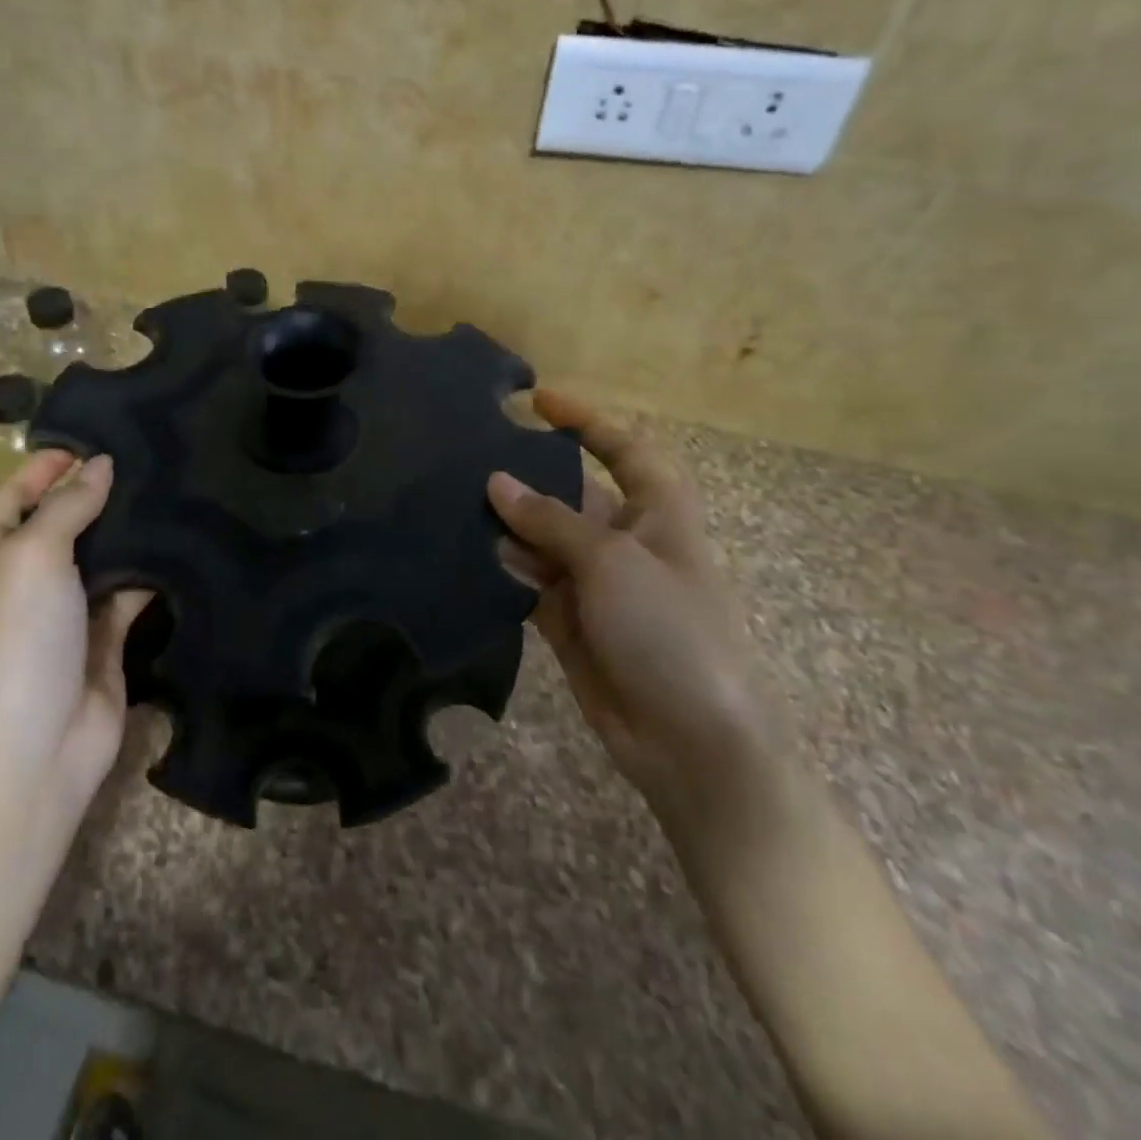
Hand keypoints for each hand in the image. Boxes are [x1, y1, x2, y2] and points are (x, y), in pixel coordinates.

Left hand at [0, 451, 150, 819]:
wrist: (37, 747)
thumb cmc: (16, 640)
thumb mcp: (32, 557)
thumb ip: (67, 506)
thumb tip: (101, 465)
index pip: (13, 492)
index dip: (49, 465)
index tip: (100, 437)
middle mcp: (16, 577)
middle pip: (59, 520)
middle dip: (97, 493)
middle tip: (150, 456)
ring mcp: (60, 609)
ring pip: (97, 554)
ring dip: (127, 530)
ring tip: (172, 487)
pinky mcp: (100, 636)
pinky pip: (126, 591)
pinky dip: (148, 571)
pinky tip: (181, 541)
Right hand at [490, 390, 776, 816]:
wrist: (689, 739)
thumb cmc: (670, 630)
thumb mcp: (611, 562)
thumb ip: (550, 520)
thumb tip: (497, 482)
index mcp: (658, 512)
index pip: (621, 448)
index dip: (584, 420)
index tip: (535, 401)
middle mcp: (625, 540)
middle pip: (571, 493)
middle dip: (527, 476)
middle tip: (467, 458)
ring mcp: (595, 582)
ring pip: (542, 538)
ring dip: (507, 524)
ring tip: (452, 502)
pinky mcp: (568, 620)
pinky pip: (529, 582)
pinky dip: (503, 569)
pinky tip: (466, 554)